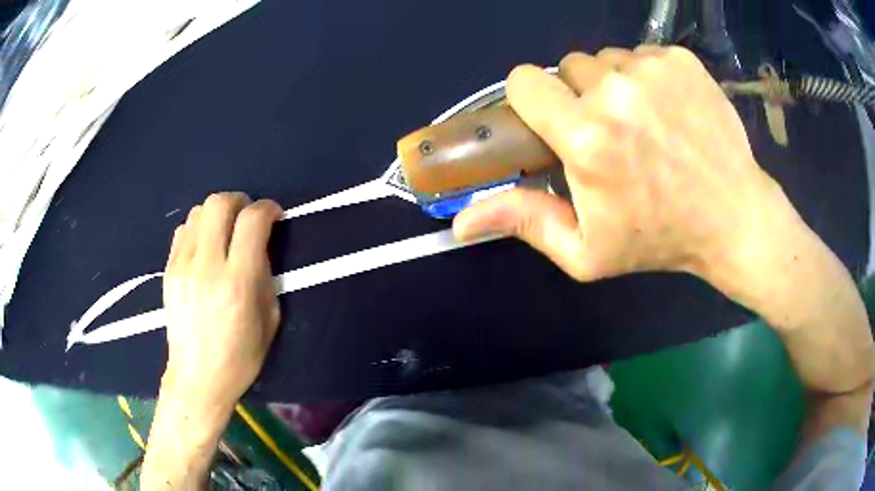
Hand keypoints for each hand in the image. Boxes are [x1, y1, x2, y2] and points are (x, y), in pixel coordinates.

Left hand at [162, 192, 282, 412]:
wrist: (198, 377)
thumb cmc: (241, 357)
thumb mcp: (269, 319)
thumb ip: (265, 275)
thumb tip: (259, 245)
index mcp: (238, 283)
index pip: (252, 221)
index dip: (268, 208)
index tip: (274, 215)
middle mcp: (207, 267)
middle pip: (219, 203)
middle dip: (239, 201)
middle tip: (247, 217)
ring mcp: (183, 267)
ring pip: (198, 212)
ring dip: (217, 214)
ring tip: (225, 233)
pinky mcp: (169, 271)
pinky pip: (183, 230)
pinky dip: (199, 228)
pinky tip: (205, 247)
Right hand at [454, 46, 803, 296]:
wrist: (734, 219)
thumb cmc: (659, 239)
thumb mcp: (586, 250)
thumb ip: (524, 222)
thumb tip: (461, 220)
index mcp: (586, 138)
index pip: (525, 81)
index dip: (533, 99)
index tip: (553, 121)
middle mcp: (615, 91)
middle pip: (568, 66)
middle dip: (579, 96)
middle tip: (610, 133)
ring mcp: (652, 69)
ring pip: (608, 59)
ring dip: (615, 85)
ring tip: (644, 123)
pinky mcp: (680, 59)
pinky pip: (643, 55)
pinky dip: (648, 77)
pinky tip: (670, 110)